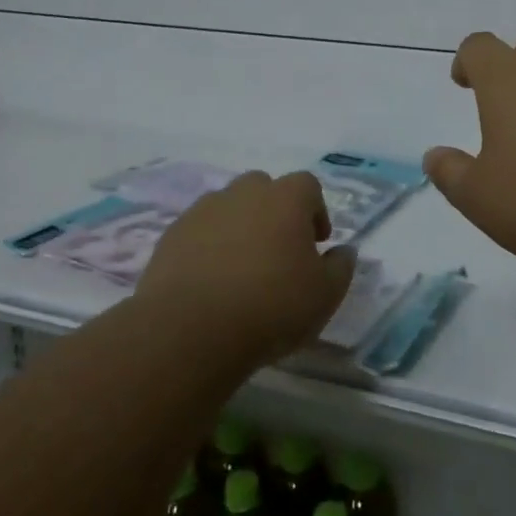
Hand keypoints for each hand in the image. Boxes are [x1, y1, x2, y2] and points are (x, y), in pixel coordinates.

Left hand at [134, 171, 353, 365]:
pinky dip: (208, 246)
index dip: (316, 210)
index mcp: (285, 198)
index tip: (316, 243)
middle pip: (264, 188)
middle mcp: (243, 193)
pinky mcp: (171, 235)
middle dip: (275, 212)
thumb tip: (344, 250)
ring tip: (242, 269)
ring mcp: (203, 211)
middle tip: (279, 251)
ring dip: (240, 227)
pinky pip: (199, 231)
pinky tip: (211, 281)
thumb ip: (341, 267)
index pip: (307, 185)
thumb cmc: (271, 307)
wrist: (190, 330)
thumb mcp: (325, 295)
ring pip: (229, 207)